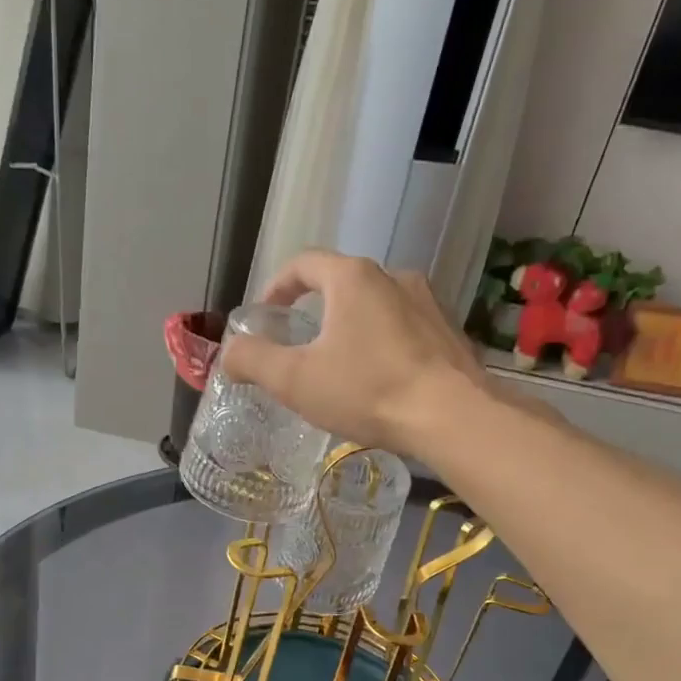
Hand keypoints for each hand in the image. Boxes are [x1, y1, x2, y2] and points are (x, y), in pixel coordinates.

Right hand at [221, 250, 491, 458]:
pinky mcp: (448, 330)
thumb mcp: (295, 380)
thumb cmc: (367, 390)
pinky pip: (403, 327)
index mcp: (352, 278)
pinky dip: (381, 342)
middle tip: (298, 344)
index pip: (303, 263)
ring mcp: (427, 301)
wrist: (451, 416)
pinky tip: (378, 378)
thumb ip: (254, 361)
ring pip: (375, 305)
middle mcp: (393, 276)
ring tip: (338, 364)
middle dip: (314, 309)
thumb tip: (229, 354)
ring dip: (350, 326)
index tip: (265, 315)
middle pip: (341, 282)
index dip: (277, 286)